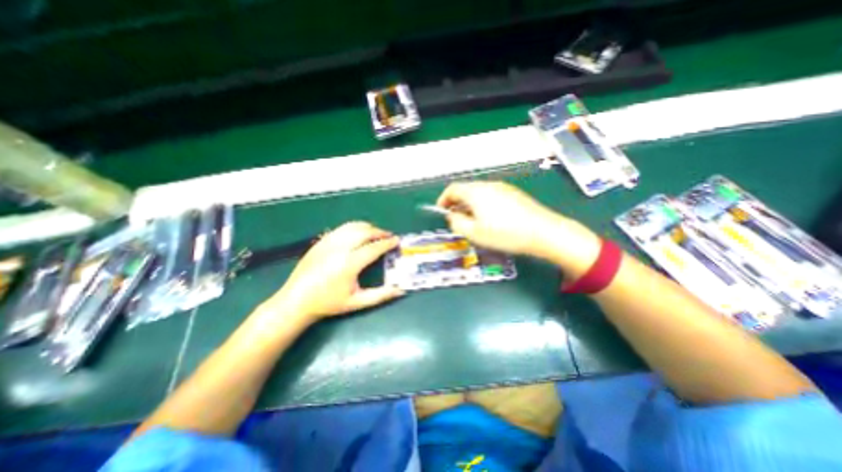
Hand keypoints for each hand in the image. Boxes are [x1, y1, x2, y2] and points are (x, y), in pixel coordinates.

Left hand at [266, 222, 404, 320]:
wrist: (297, 301)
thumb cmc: (329, 303)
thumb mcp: (357, 302)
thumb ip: (380, 295)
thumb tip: (401, 290)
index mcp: (349, 264)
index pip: (374, 247)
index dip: (387, 243)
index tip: (397, 241)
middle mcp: (339, 249)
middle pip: (364, 232)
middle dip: (379, 232)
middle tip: (388, 236)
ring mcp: (328, 243)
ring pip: (352, 226)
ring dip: (367, 227)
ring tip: (375, 233)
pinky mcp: (320, 241)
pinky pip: (341, 228)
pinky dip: (354, 227)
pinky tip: (358, 234)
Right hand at [438, 180, 602, 273]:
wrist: (542, 232)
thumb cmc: (505, 233)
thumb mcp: (474, 233)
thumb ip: (457, 223)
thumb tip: (452, 216)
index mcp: (475, 192)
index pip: (452, 189)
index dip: (443, 199)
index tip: (441, 211)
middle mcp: (488, 185)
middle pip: (466, 189)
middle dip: (456, 202)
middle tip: (455, 218)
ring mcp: (502, 187)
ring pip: (478, 192)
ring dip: (469, 204)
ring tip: (471, 220)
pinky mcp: (513, 193)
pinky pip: (491, 195)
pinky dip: (482, 203)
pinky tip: (489, 217)